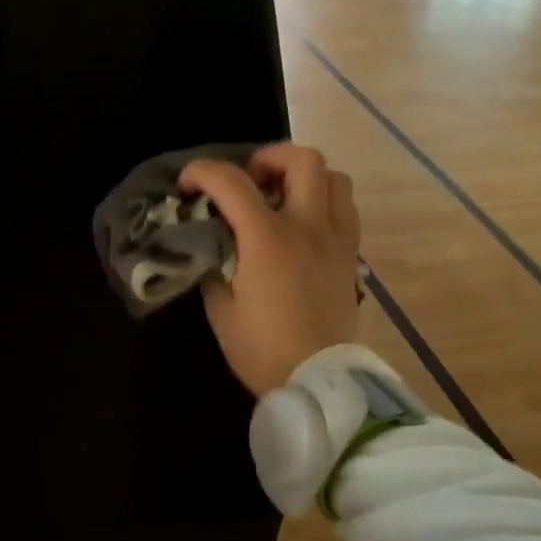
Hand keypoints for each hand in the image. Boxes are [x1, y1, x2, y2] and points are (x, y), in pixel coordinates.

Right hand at [180, 144, 360, 396]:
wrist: (319, 381)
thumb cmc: (263, 349)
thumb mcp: (221, 309)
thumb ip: (215, 266)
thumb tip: (216, 245)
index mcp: (268, 239)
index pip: (232, 182)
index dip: (203, 172)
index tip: (189, 185)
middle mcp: (308, 226)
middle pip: (302, 159)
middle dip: (268, 158)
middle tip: (249, 181)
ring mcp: (336, 238)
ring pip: (334, 177)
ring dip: (304, 176)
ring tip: (281, 198)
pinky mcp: (351, 255)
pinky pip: (346, 208)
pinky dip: (324, 201)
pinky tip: (304, 224)